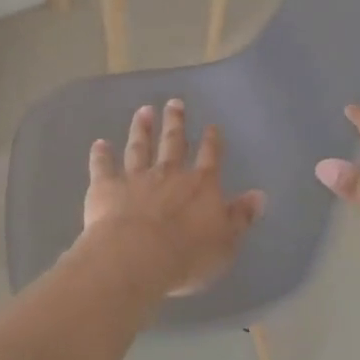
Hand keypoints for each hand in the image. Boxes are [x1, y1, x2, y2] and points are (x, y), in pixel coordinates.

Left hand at [81, 100, 265, 297]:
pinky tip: (99, 143)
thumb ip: (240, 217)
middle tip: (174, 102)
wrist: (136, 256)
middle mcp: (169, 174)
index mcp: (200, 186)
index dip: (212, 141)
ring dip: (141, 129)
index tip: (211, 126)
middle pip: (173, 143)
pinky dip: (101, 154)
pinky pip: (103, 166)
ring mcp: (136, 178)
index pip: (209, 157)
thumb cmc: (187, 256)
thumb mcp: (225, 242)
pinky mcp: (106, 187)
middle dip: (175, 123)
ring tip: (143, 111)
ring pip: (140, 148)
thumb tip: (259, 195)